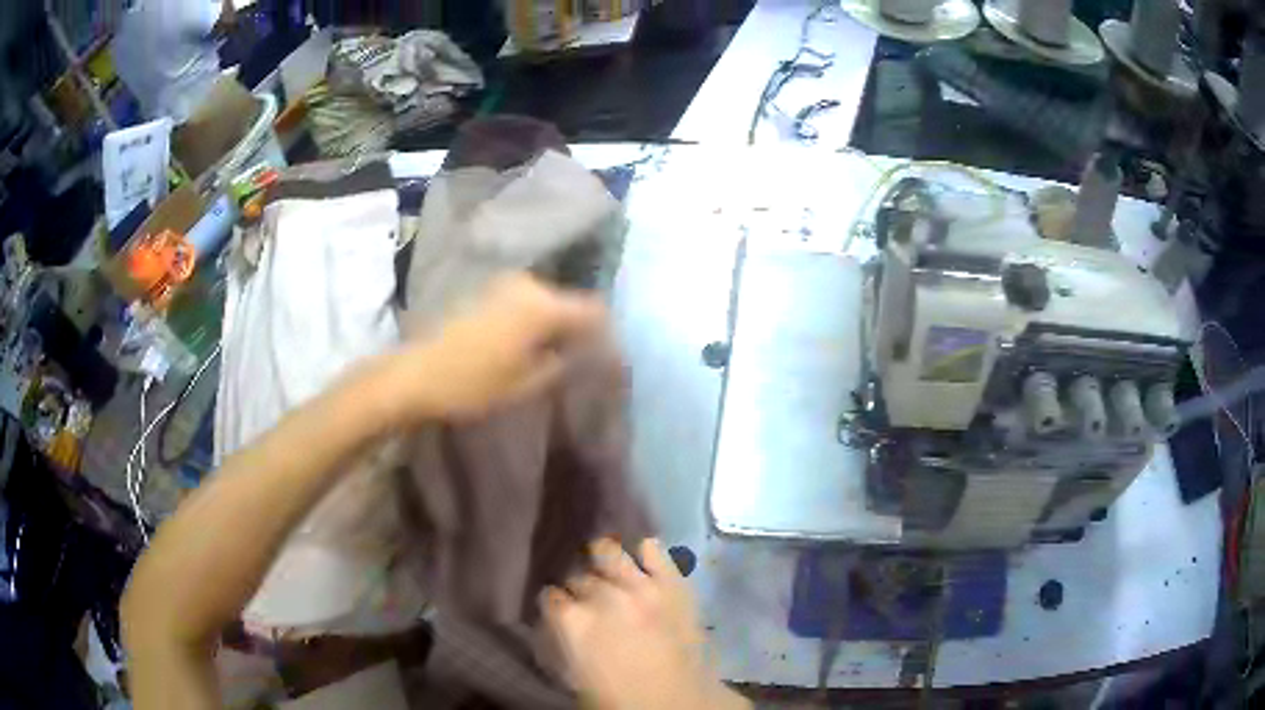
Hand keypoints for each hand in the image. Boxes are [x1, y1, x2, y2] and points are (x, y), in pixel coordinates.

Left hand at [387, 273, 605, 422]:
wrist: (417, 373)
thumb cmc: (473, 384)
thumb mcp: (526, 383)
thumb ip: (562, 363)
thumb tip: (585, 353)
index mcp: (542, 306)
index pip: (594, 310)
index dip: (606, 333)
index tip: (607, 357)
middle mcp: (528, 285)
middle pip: (569, 302)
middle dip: (578, 327)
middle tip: (578, 359)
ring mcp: (504, 284)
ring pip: (546, 300)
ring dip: (554, 323)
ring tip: (550, 354)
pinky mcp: (486, 290)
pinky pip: (525, 301)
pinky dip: (533, 319)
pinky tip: (525, 343)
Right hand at [542, 539, 749, 709]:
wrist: (681, 704)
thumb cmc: (620, 701)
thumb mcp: (576, 677)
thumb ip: (567, 643)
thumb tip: (566, 628)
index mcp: (573, 622)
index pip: (550, 597)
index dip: (555, 605)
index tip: (561, 612)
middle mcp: (601, 595)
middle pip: (578, 576)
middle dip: (579, 588)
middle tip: (588, 602)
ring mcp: (639, 585)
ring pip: (608, 552)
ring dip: (604, 561)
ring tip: (608, 570)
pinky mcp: (672, 583)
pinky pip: (654, 551)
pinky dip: (645, 552)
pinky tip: (642, 558)